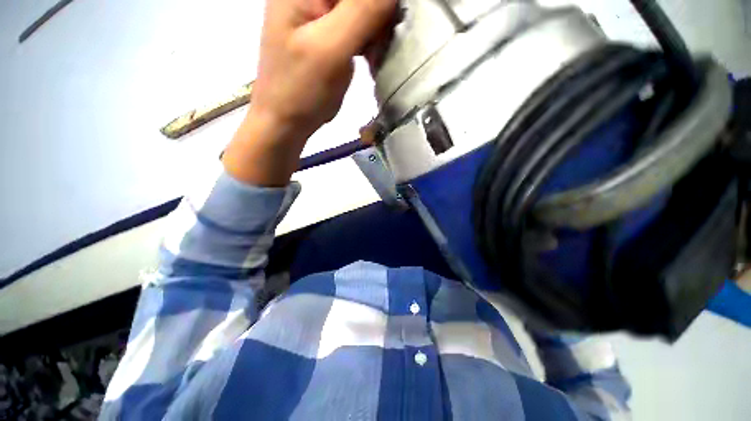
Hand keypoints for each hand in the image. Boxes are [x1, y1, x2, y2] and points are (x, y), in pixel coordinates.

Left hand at [223, 0, 396, 186]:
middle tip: (378, 46)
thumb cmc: (301, 89)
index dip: (377, 3)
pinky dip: (370, 40)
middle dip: (378, 15)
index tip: (387, 25)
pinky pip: (360, 25)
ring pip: (364, 8)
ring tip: (373, 56)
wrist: (286, 121)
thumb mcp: (331, 48)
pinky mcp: (329, 32)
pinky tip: (369, 57)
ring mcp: (320, 11)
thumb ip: (363, 10)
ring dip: (377, 30)